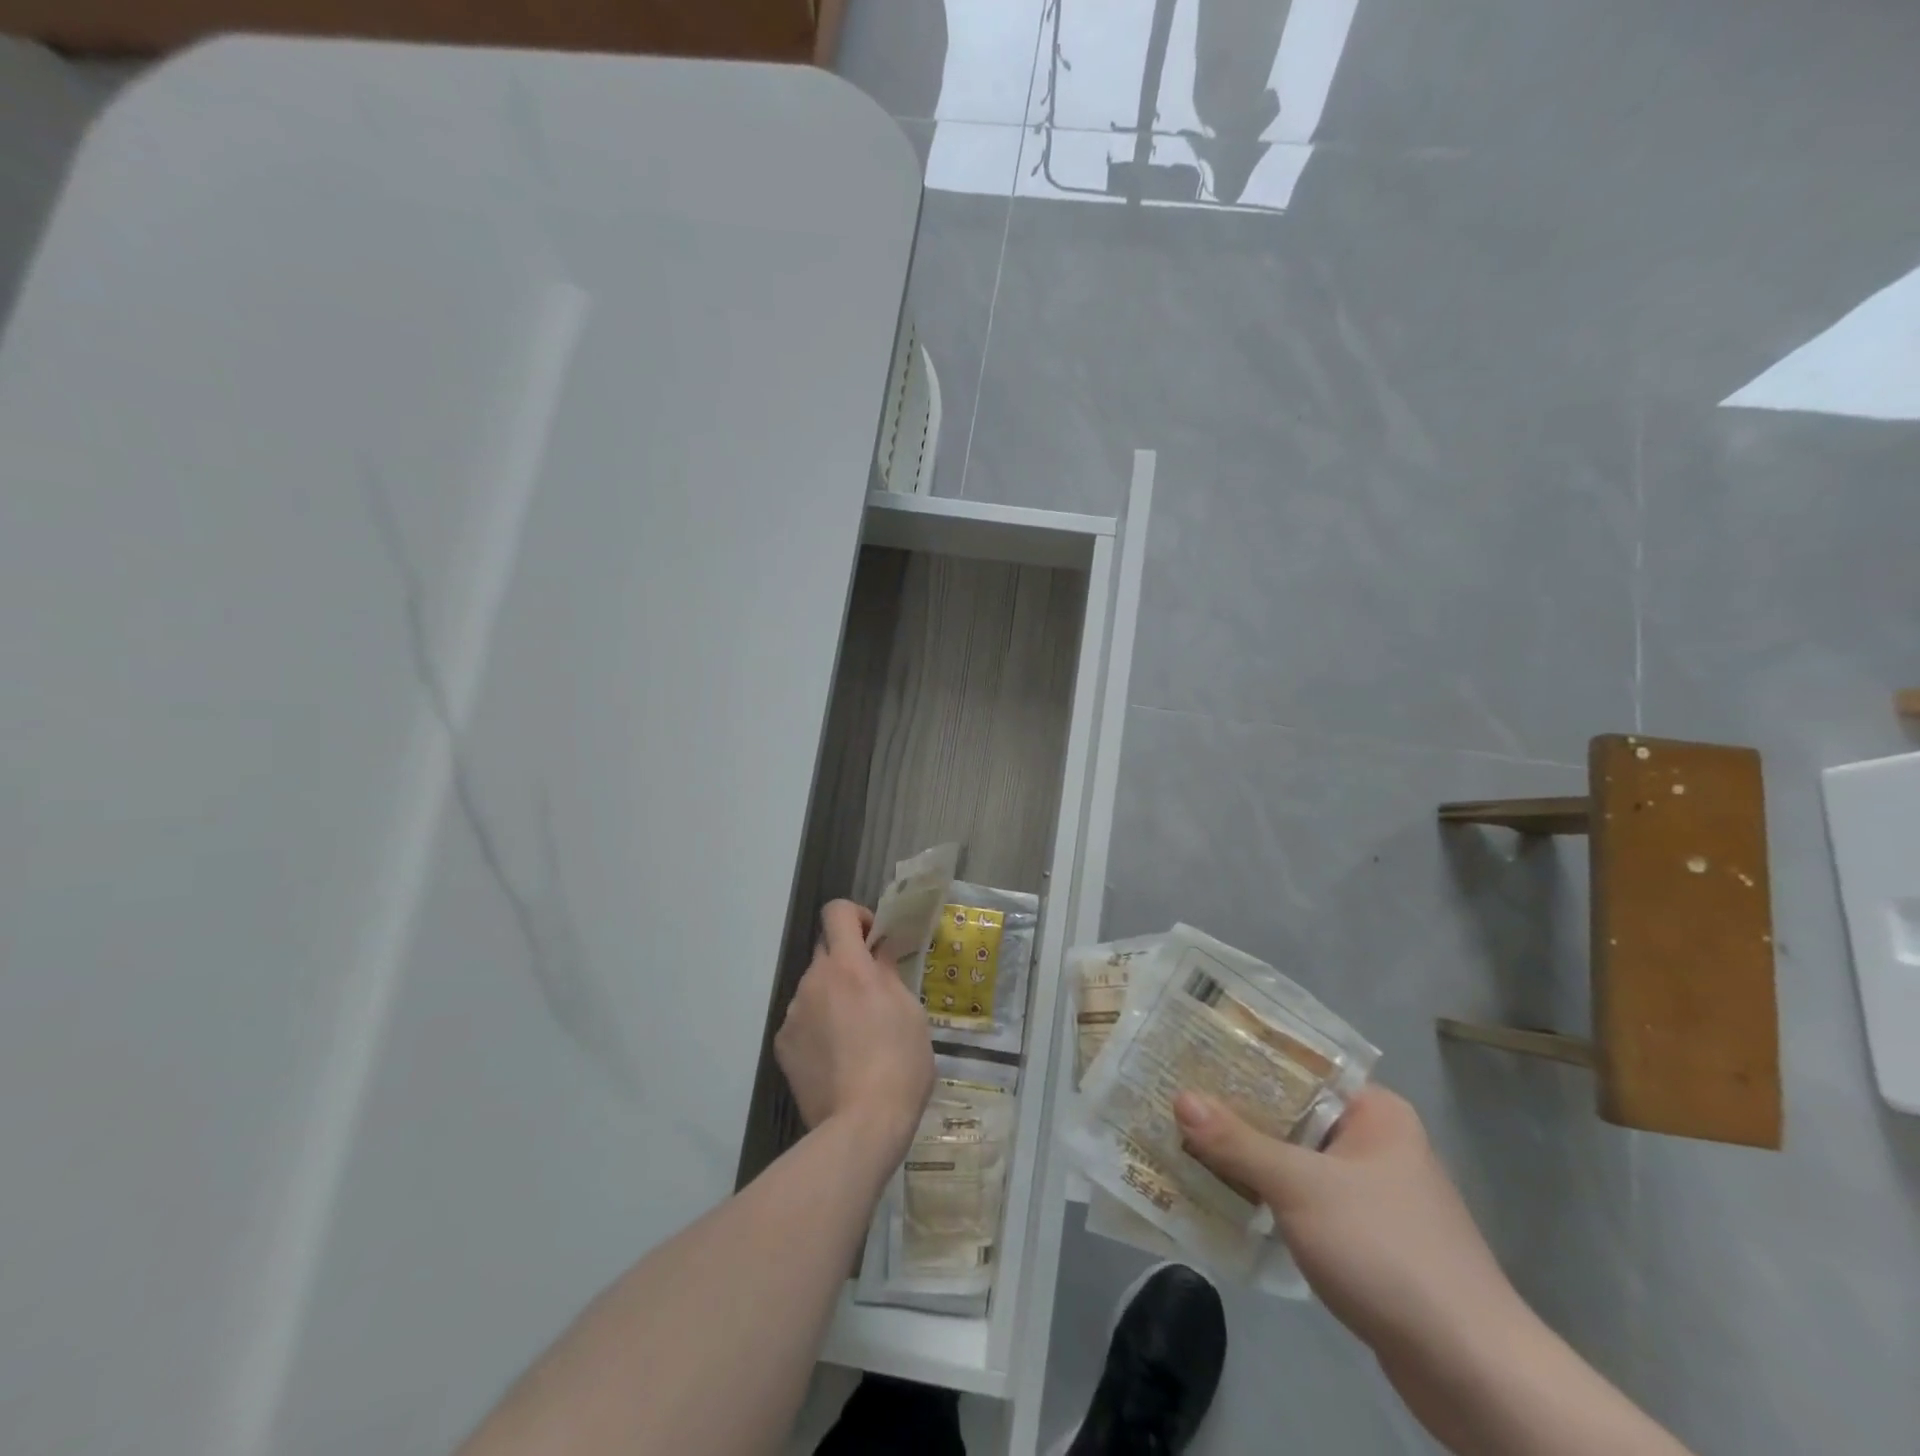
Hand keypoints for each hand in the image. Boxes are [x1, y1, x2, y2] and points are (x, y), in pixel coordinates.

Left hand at [776, 900, 934, 1155]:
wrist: (860, 1126)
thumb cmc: (899, 1063)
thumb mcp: (910, 1012)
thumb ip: (889, 974)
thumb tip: (879, 953)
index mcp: (849, 966)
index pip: (836, 912)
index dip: (856, 916)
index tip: (874, 939)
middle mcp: (814, 980)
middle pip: (825, 949)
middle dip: (847, 960)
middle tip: (870, 990)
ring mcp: (793, 1013)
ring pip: (814, 988)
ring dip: (832, 996)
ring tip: (855, 1035)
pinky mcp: (782, 1045)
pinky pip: (802, 1020)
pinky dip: (818, 1027)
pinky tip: (837, 1058)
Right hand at [1174, 1086, 1521, 1356]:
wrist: (1473, 1374)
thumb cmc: (1388, 1252)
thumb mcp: (1301, 1187)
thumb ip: (1238, 1143)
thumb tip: (1179, 1097)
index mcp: (1373, 1111)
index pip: (1298, 1066)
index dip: (1243, 1057)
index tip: (1190, 1051)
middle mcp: (1373, 1142)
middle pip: (1289, 1113)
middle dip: (1233, 1110)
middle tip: (1172, 1093)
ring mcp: (1369, 1192)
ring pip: (1291, 1158)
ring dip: (1244, 1155)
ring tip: (1180, 1137)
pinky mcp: (1362, 1238)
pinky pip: (1300, 1199)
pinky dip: (1264, 1195)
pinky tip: (1218, 1193)